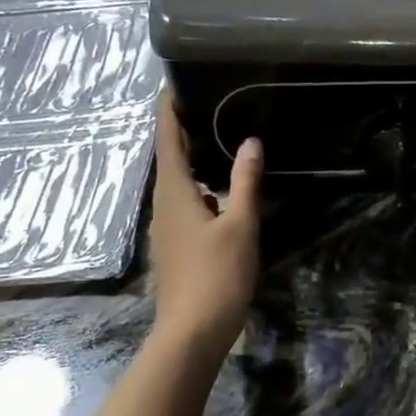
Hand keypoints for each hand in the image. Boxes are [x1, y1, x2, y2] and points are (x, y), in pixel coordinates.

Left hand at [147, 92, 263, 357]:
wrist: (192, 333)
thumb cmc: (216, 275)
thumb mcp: (240, 225)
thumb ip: (245, 182)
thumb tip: (250, 142)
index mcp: (174, 192)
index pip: (167, 139)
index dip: (168, 110)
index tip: (173, 83)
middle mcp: (164, 204)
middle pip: (169, 157)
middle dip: (182, 128)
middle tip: (206, 101)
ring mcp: (167, 227)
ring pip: (176, 180)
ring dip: (191, 156)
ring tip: (215, 135)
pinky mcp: (177, 244)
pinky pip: (184, 200)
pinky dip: (198, 182)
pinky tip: (218, 186)